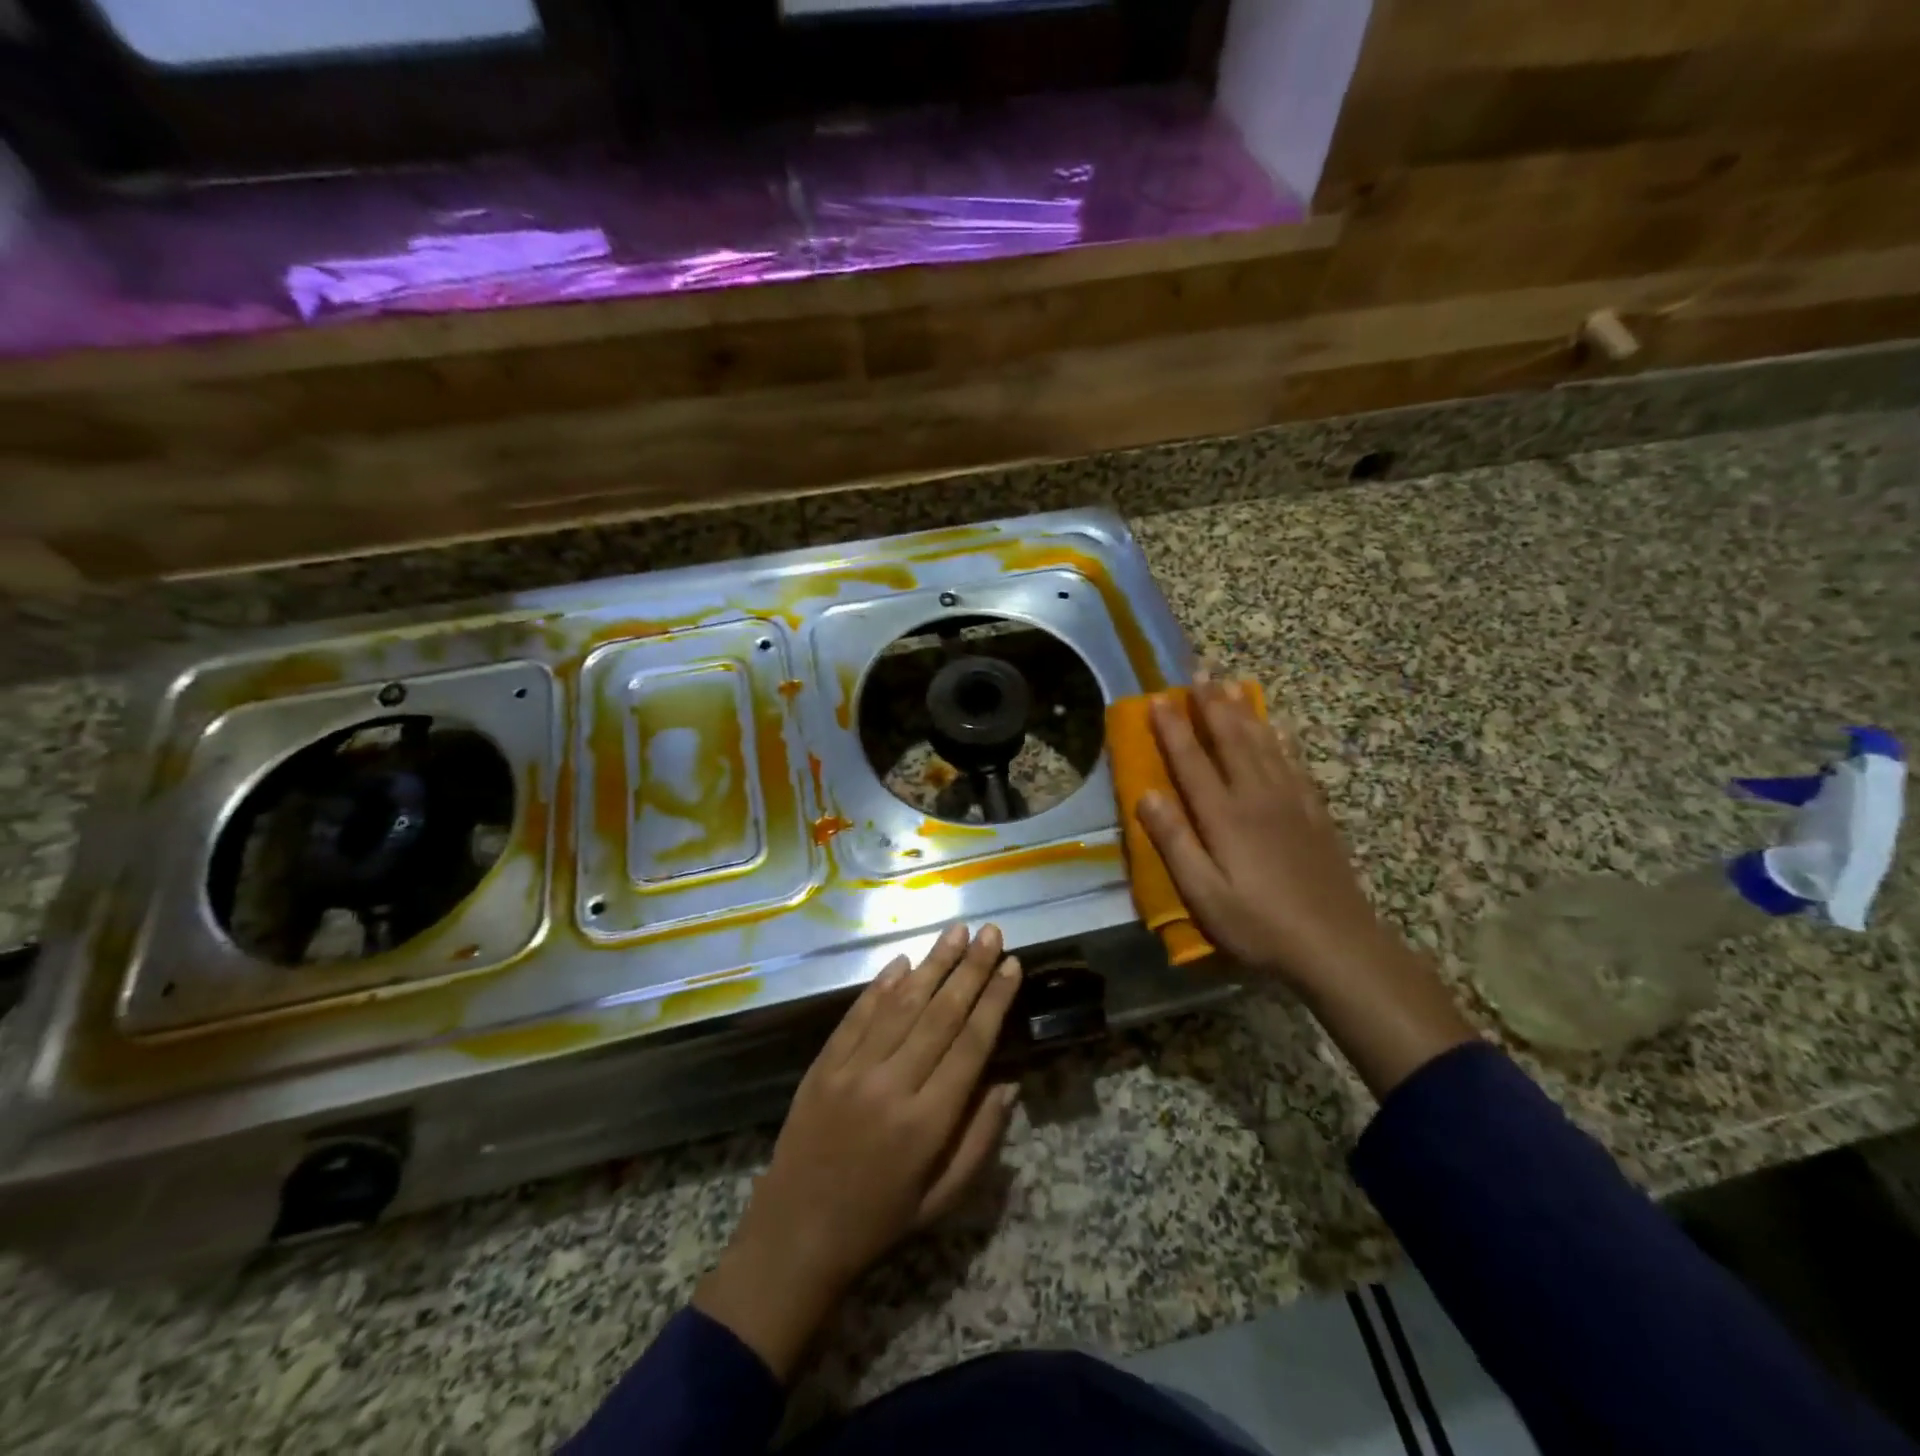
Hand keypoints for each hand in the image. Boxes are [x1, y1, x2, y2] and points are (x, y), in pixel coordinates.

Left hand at [693, 923, 1021, 1378]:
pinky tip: (903, 961)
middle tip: (991, 932)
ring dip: (932, 963)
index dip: (994, 1000)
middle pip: (940, 1013)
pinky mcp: (823, 1064)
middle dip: (970, 968)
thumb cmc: (880, 1220)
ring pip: (901, 1004)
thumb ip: (980, 1138)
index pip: (971, 1043)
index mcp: (927, 1122)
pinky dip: (882, 985)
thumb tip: (1009, 1082)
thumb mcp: (943, 1198)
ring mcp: (852, 1069)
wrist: (795, 1234)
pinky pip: (858, 1014)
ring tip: (956, 932)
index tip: (1012, 964)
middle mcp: (891, 1085)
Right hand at [1136, 678, 1394, 990]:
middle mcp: (1257, 797)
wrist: (1336, 945)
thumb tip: (1146, 794)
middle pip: (1231, 740)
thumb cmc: (1258, 924)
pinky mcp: (1314, 814)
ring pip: (1263, 744)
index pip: (1191, 761)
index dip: (1172, 728)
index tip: (1157, 698)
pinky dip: (1282, 740)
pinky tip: (1278, 728)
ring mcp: (1290, 802)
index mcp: (1224, 816)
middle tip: (1200, 671)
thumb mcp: (1203, 893)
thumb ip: (1174, 842)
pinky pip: (1294, 764)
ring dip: (1245, 711)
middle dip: (1212, 704)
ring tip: (1233, 684)